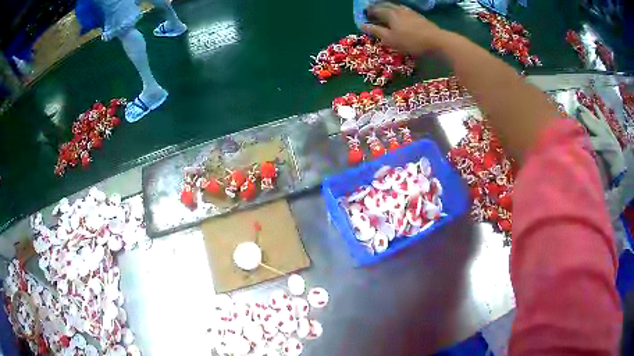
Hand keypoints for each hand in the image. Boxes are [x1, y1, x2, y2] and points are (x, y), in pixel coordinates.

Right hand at [362, 4, 445, 55]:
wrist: (436, 41)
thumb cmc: (410, 41)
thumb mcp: (390, 39)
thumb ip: (376, 31)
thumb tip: (362, 25)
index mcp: (390, 14)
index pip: (375, 10)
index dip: (368, 12)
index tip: (363, 15)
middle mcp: (399, 10)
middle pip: (386, 5)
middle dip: (377, 7)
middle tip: (372, 11)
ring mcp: (410, 12)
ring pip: (396, 6)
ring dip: (388, 7)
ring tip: (385, 11)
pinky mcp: (419, 16)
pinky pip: (405, 10)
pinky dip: (398, 11)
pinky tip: (400, 15)